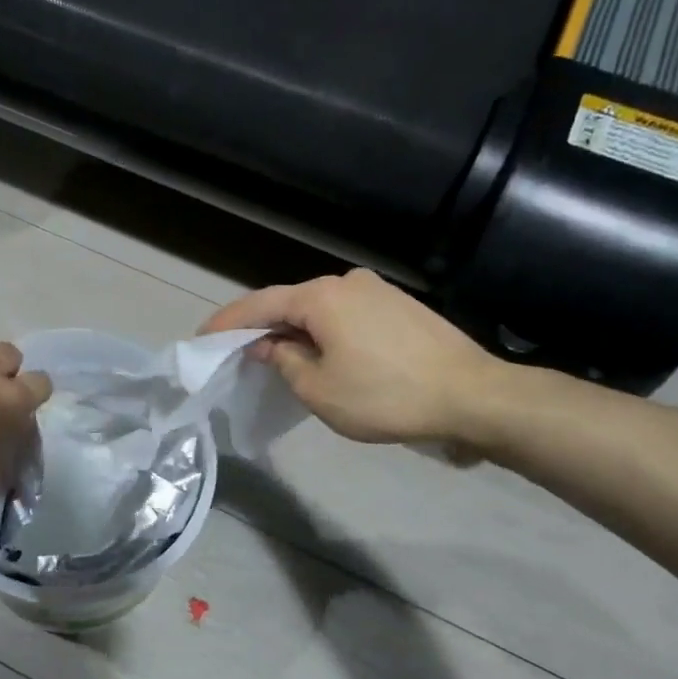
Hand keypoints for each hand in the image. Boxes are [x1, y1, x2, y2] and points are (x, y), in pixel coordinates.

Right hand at [201, 269, 505, 445]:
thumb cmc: (386, 395)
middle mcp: (347, 282)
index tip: (203, 337)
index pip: (260, 304)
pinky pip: (346, 314)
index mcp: (321, 297)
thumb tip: (267, 345)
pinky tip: (324, 353)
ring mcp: (378, 291)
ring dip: (296, 330)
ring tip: (280, 356)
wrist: (474, 396)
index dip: (228, 322)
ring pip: (320, 308)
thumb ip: (284, 361)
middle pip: (290, 301)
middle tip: (238, 350)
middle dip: (262, 326)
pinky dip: (325, 331)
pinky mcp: (400, 306)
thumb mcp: (320, 389)